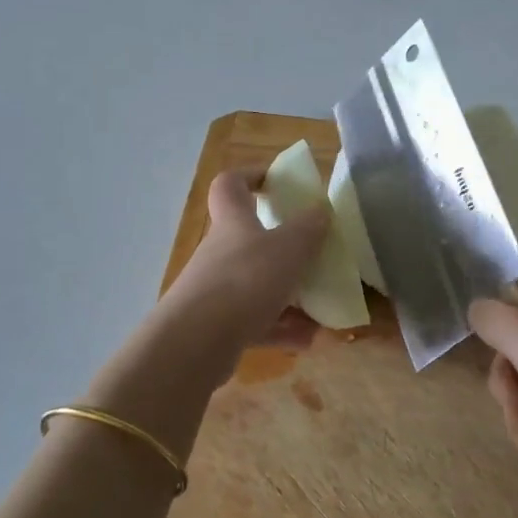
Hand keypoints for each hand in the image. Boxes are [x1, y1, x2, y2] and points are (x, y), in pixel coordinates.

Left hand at [158, 169, 327, 352]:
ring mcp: (217, 292)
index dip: (252, 175)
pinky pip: (256, 322)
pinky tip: (307, 339)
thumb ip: (309, 228)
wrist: (196, 343)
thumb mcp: (289, 248)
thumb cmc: (245, 280)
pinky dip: (281, 329)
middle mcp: (221, 253)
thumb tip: (321, 209)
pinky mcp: (218, 327)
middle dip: (285, 248)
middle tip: (314, 255)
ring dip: (290, 296)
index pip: (231, 185)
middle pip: (250, 240)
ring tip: (321, 309)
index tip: (279, 181)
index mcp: (234, 222)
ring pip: (258, 286)